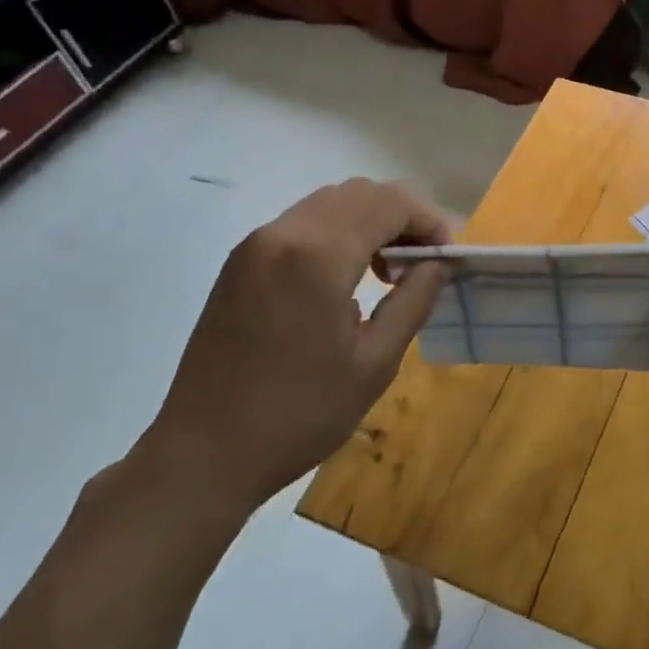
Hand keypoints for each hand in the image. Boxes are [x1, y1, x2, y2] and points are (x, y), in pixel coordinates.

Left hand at [142, 179, 450, 517]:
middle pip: (361, 193)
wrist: (202, 455)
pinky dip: (338, 231)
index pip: (391, 203)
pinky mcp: (240, 261)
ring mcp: (256, 244)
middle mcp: (285, 234)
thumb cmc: (299, 415)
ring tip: (387, 270)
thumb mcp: (375, 363)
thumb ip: (414, 300)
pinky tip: (345, 276)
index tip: (446, 258)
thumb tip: (439, 263)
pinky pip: (302, 222)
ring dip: (370, 220)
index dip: (429, 221)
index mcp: (319, 256)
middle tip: (421, 262)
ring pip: (330, 202)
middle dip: (402, 216)